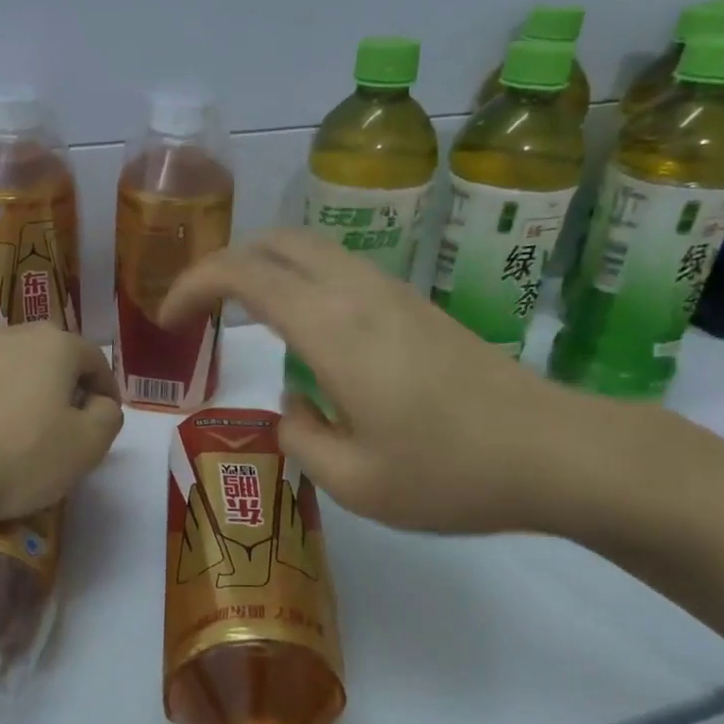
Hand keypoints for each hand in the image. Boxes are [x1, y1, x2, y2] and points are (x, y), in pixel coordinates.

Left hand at [0, 324, 123, 522]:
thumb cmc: (19, 458)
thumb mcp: (86, 447)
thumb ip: (107, 418)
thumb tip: (101, 403)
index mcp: (56, 346)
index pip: (95, 359)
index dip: (107, 388)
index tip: (107, 417)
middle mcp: (12, 335)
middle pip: (51, 350)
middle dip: (65, 378)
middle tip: (68, 415)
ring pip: (7, 354)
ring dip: (20, 377)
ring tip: (21, 412)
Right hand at [159, 230, 631, 535]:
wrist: (555, 452)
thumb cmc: (450, 474)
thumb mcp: (355, 483)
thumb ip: (301, 438)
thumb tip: (292, 408)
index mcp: (333, 329)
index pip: (243, 273)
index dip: (192, 286)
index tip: (168, 320)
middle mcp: (358, 292)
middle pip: (275, 240)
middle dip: (222, 263)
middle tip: (197, 310)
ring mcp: (392, 292)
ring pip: (310, 247)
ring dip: (262, 267)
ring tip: (239, 316)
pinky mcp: (415, 305)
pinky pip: (339, 268)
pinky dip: (298, 279)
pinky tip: (302, 330)